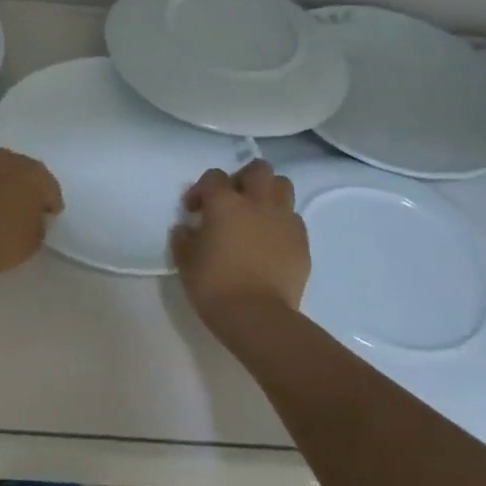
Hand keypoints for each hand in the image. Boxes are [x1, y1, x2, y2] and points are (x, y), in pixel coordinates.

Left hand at [0, 128, 62, 277]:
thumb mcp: (30, 246)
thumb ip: (38, 227)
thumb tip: (34, 219)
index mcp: (34, 178)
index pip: (50, 189)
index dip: (50, 205)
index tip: (47, 218)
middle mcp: (9, 160)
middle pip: (24, 171)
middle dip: (26, 187)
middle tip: (22, 208)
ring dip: (2, 172)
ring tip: (0, 190)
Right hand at [171, 159, 309, 319]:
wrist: (257, 316)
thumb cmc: (214, 286)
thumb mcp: (185, 262)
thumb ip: (184, 239)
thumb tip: (186, 228)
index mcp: (225, 204)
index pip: (214, 177)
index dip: (201, 190)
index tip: (194, 210)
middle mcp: (258, 203)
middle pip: (258, 169)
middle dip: (243, 178)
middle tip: (232, 200)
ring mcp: (284, 221)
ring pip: (283, 186)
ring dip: (268, 194)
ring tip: (255, 215)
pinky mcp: (302, 241)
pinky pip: (293, 219)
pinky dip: (281, 222)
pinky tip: (270, 241)